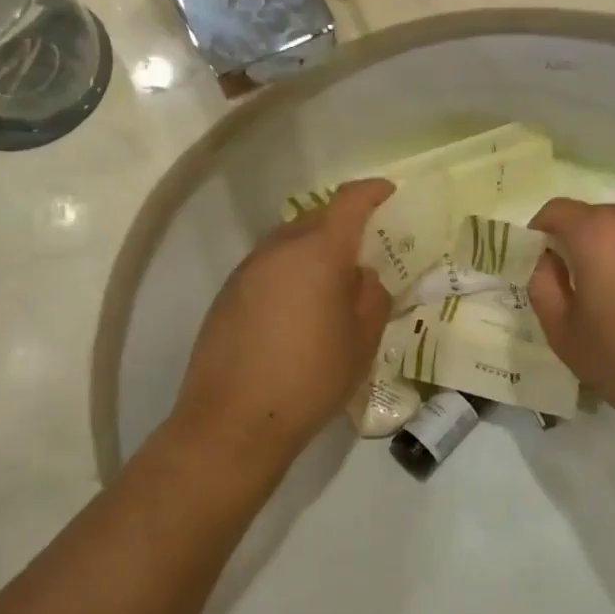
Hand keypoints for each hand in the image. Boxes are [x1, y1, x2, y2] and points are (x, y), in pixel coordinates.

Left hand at [170, 179, 395, 458]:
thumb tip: (360, 275)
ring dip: (311, 249)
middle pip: (315, 217)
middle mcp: (278, 249)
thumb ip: (371, 296)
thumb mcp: (361, 342)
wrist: (233, 421)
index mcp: (318, 253)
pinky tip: (294, 310)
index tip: (388, 193)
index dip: (372, 192)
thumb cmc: (310, 379)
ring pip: (287, 241)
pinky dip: (287, 272)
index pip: (348, 202)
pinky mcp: (226, 293)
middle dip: (342, 224)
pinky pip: (267, 266)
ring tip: (328, 284)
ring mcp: (247, 270)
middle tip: (362, 250)